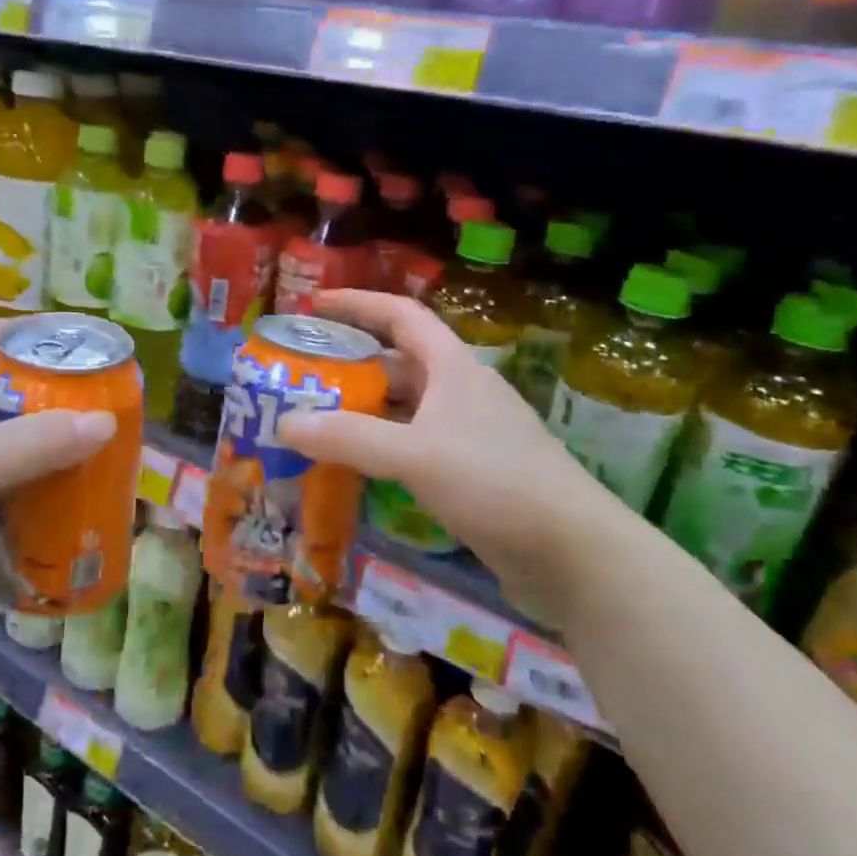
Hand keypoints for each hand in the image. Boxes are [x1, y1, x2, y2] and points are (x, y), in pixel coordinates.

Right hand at [274, 289, 620, 629]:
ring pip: (403, 409)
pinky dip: (379, 448)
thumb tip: (284, 423)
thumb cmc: (495, 482)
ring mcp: (467, 433)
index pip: (400, 315)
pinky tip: (353, 467)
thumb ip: (348, 437)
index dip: (357, 304)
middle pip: (396, 363)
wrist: (572, 551)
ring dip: (361, 411)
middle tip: (300, 376)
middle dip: (348, 365)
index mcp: (452, 367)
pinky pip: (412, 446)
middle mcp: (460, 391)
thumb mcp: (415, 454)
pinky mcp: (470, 472)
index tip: (313, 304)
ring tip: (313, 421)